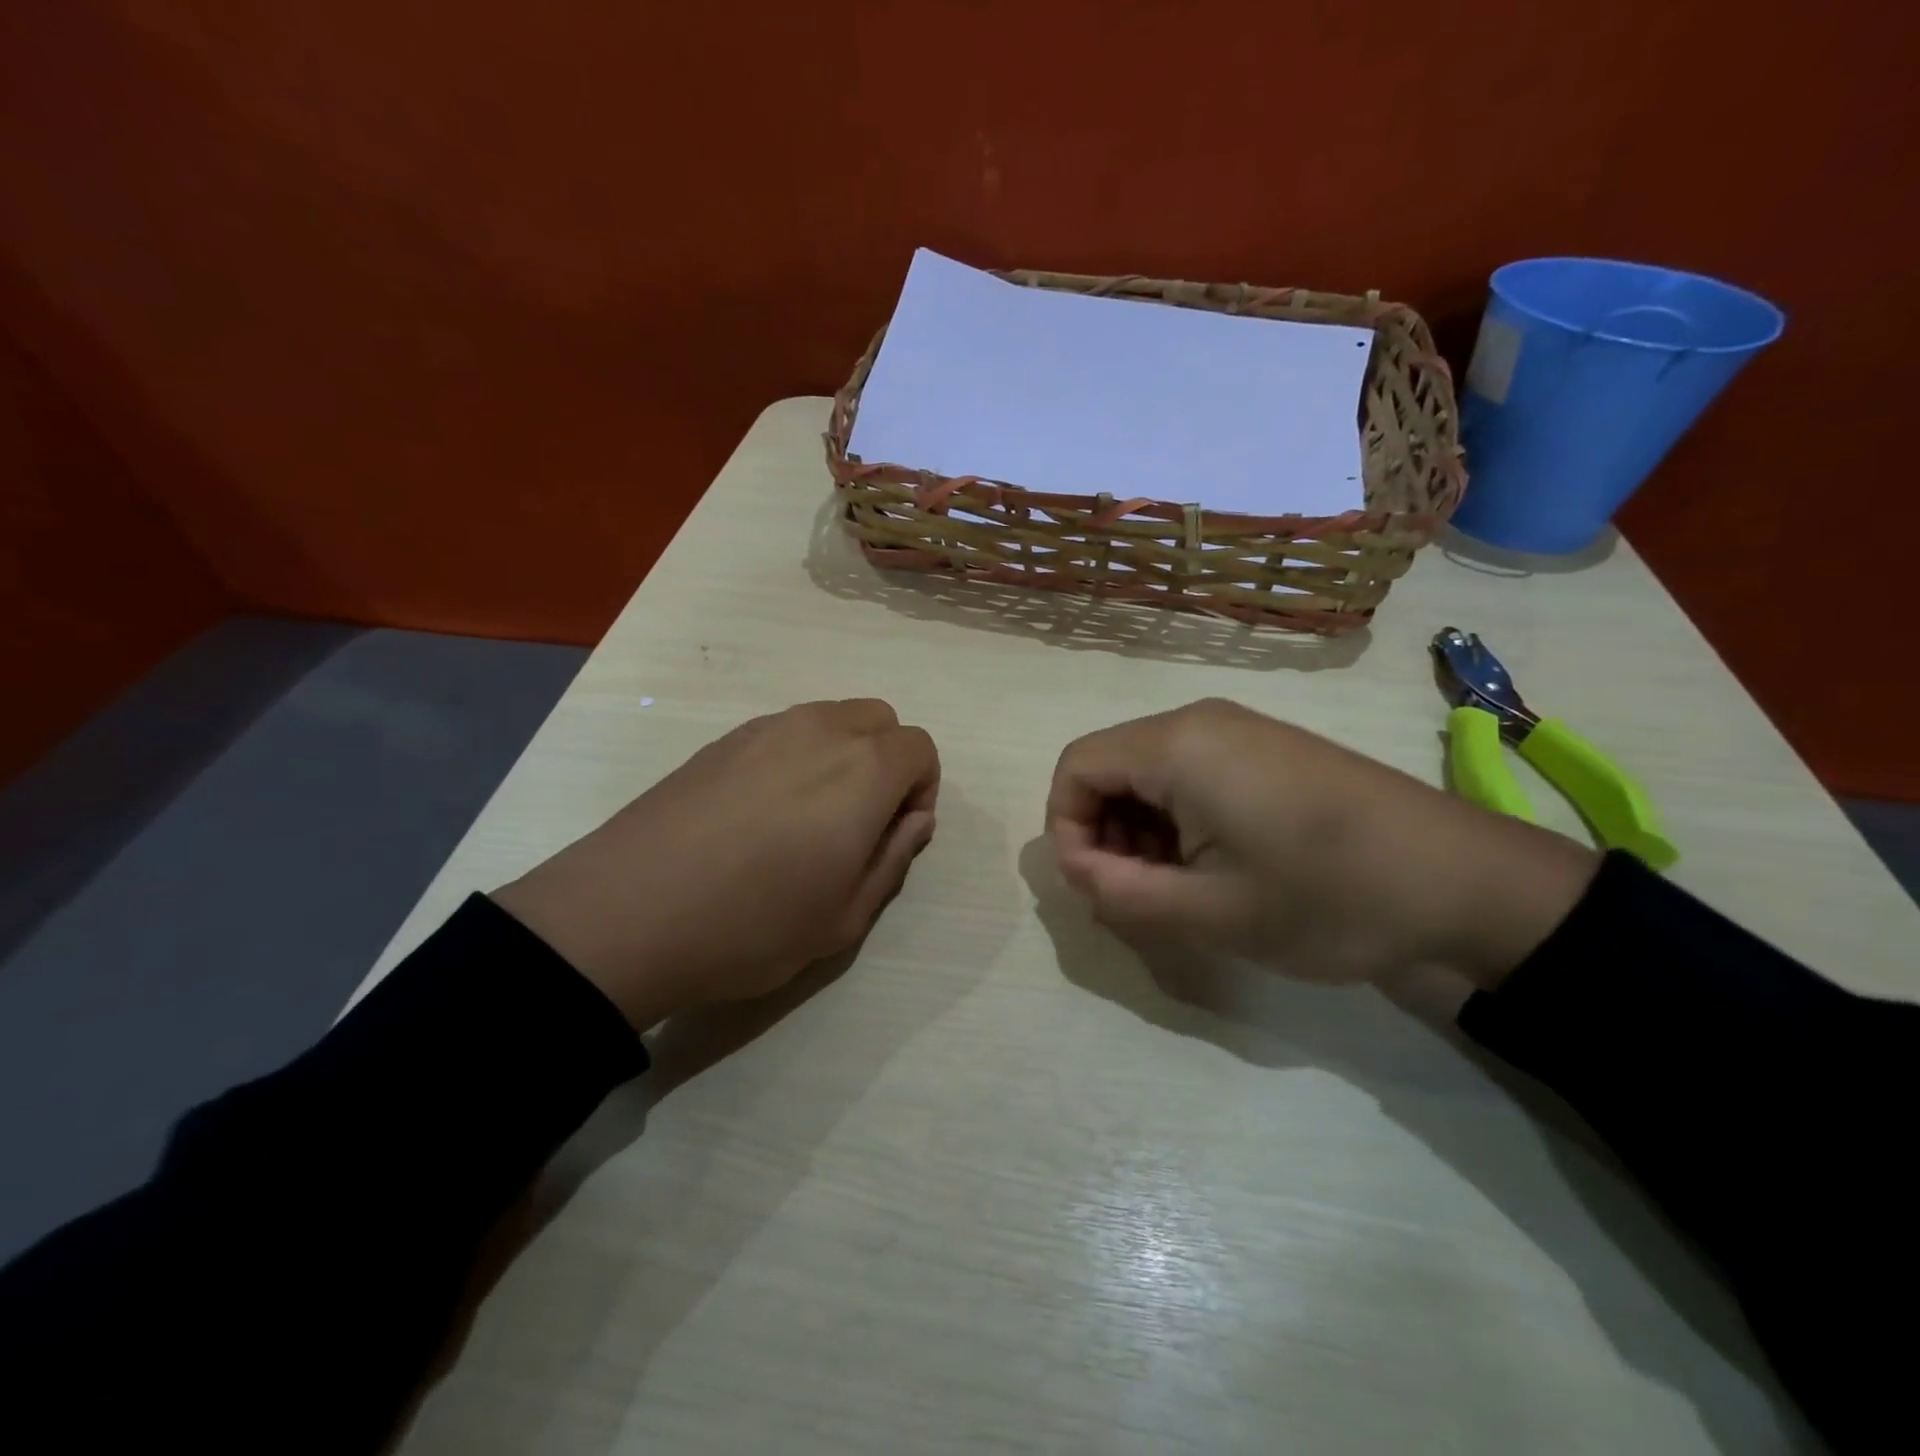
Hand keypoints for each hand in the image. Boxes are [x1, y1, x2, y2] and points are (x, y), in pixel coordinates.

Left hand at [493, 699, 938, 1029]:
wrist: (627, 915)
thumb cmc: (751, 926)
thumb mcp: (843, 918)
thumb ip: (893, 859)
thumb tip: (915, 820)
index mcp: (863, 771)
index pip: (920, 747)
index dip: (921, 789)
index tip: (894, 833)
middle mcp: (820, 731)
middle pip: (879, 719)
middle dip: (886, 761)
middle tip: (857, 822)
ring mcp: (765, 729)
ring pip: (830, 719)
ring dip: (841, 755)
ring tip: (805, 818)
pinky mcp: (721, 740)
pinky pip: (783, 731)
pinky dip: (796, 756)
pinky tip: (758, 812)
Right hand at [1045, 698, 1599, 986]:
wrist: (1463, 880)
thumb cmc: (1328, 896)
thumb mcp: (1210, 913)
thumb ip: (1120, 894)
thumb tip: (1076, 870)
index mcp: (1178, 745)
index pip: (1075, 768)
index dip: (1067, 830)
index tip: (1100, 888)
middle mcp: (1199, 720)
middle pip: (1109, 768)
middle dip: (1104, 834)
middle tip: (1141, 896)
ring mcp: (1237, 729)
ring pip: (1147, 773)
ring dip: (1141, 831)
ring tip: (1180, 889)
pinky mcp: (1265, 748)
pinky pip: (1189, 773)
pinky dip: (1177, 820)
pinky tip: (1217, 865)